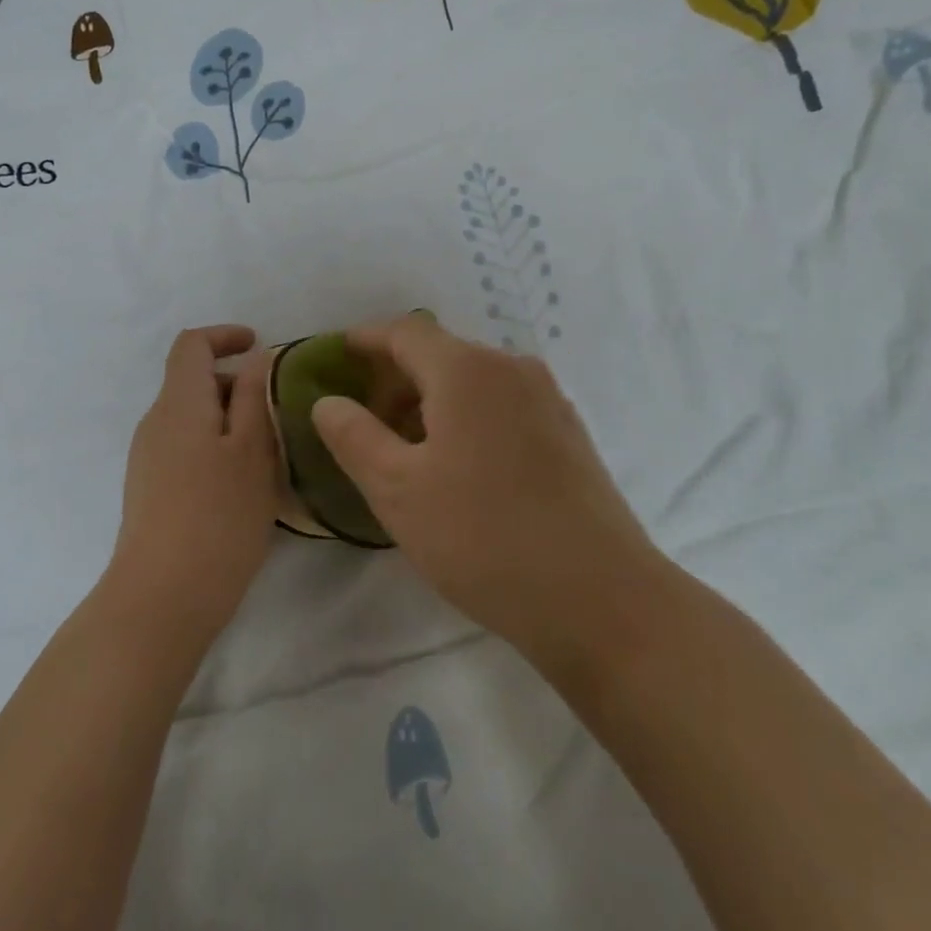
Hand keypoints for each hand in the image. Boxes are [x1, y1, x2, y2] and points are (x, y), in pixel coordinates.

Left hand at [108, 325, 280, 652]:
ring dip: (231, 420)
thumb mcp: (252, 450)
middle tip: (280, 413)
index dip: (225, 336)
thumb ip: (255, 396)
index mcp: (178, 403)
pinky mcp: (151, 490)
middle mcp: (155, 422)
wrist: (162, 599)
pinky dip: (217, 447)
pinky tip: (243, 485)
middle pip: (194, 381)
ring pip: (194, 418)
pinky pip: (187, 448)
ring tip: (269, 453)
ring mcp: (148, 458)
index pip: (192, 344)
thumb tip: (257, 356)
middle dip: (237, 385)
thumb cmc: (217, 517)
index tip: (261, 347)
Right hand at [311, 314, 661, 675]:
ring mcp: (548, 400)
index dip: (365, 339)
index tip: (336, 356)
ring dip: (430, 401)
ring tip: (405, 450)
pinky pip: (502, 406)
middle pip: (440, 354)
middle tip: (363, 421)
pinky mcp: (568, 434)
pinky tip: (458, 467)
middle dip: (395, 378)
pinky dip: (467, 418)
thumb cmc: (484, 538)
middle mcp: (512, 369)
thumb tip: (329, 401)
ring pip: (473, 382)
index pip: (404, 331)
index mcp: (467, 370)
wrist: (602, 599)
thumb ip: (354, 437)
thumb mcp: (398, 491)